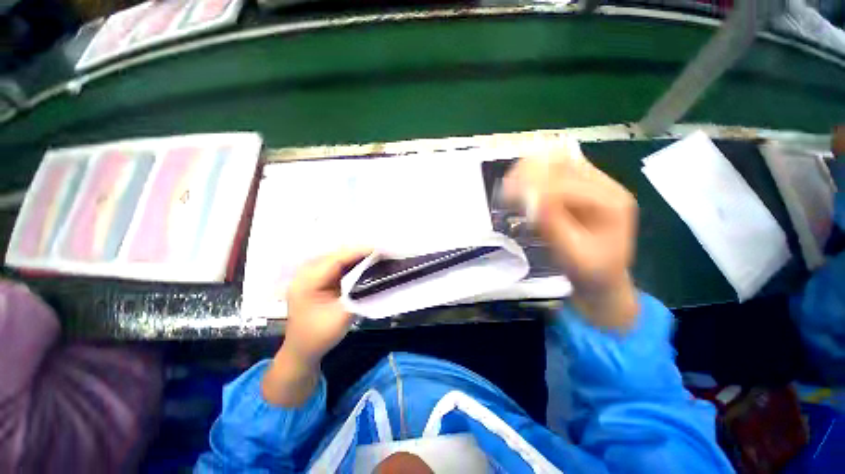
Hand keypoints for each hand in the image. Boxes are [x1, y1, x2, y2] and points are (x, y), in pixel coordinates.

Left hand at [262, 248, 369, 405]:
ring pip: (336, 259)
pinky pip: (335, 266)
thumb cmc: (320, 336)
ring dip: (354, 257)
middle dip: (357, 252)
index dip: (357, 253)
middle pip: (335, 256)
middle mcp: (305, 274)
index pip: (334, 261)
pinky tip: (363, 263)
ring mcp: (309, 276)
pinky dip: (349, 264)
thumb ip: (357, 293)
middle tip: (379, 252)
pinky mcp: (316, 279)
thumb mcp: (342, 316)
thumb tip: (375, 275)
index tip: (378, 249)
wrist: (302, 351)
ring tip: (375, 255)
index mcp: (306, 283)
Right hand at [504, 141, 638, 328]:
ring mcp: (592, 182)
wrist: (603, 275)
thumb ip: (553, 226)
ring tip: (509, 187)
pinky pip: (553, 170)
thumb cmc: (590, 271)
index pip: (567, 184)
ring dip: (529, 170)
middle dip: (530, 172)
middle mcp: (605, 185)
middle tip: (507, 188)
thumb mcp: (572, 255)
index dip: (535, 188)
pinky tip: (519, 187)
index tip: (510, 198)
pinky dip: (532, 175)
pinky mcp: (579, 185)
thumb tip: (530, 200)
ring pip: (556, 160)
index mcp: (611, 203)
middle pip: (564, 161)